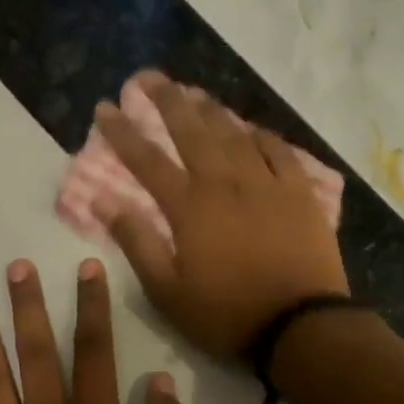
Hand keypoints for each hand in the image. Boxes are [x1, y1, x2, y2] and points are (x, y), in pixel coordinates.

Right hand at [93, 75, 349, 358]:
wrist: (299, 326)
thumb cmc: (226, 314)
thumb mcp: (167, 291)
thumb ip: (136, 242)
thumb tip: (103, 201)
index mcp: (190, 207)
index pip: (147, 160)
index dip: (123, 132)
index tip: (105, 107)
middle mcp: (225, 183)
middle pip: (192, 131)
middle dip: (167, 101)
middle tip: (149, 77)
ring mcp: (266, 184)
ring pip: (234, 134)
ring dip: (212, 110)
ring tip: (195, 92)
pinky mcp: (299, 194)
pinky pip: (279, 152)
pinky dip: (262, 136)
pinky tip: (252, 128)